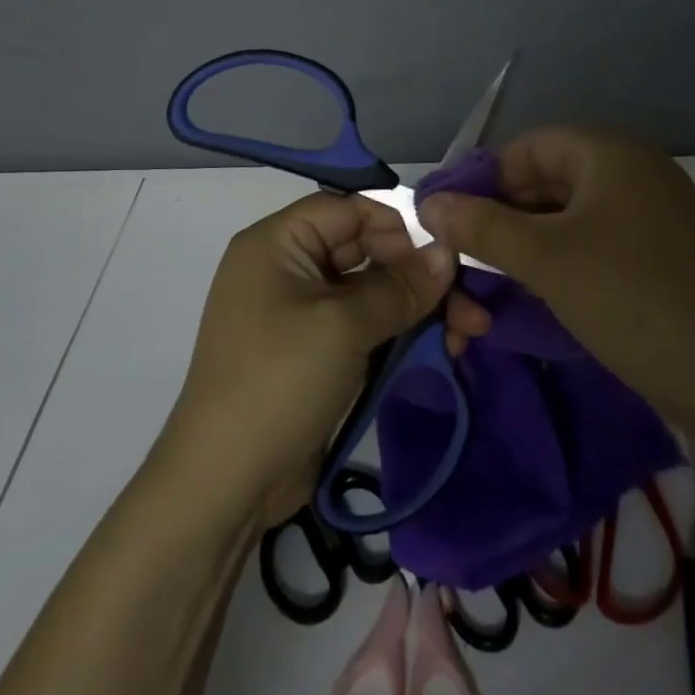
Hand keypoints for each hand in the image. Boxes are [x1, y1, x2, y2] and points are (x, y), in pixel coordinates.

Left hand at [165, 192, 490, 524]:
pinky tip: (442, 348)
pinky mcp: (317, 352)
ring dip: (419, 308)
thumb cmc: (279, 381)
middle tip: (469, 303)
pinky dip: (401, 333)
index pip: (347, 209)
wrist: (225, 484)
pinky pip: (365, 326)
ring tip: (468, 333)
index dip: (397, 225)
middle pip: (365, 250)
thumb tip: (447, 253)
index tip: (443, 253)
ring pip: (372, 292)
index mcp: (277, 243)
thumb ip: (400, 286)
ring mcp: (302, 313)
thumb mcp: (343, 326)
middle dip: (419, 274)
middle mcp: (288, 268)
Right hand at [416, 127, 694, 427]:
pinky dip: (563, 257)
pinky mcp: (664, 254)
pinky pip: (598, 240)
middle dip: (503, 214)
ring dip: (529, 240)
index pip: (530, 145)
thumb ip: (481, 225)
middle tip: (466, 253)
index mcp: (613, 154)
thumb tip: (426, 203)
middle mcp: (637, 172)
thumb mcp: (544, 259)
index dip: (484, 176)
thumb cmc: (629, 299)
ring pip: (572, 214)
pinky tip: (539, 289)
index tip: (450, 216)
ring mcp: (656, 215)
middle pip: (550, 178)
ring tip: (495, 276)